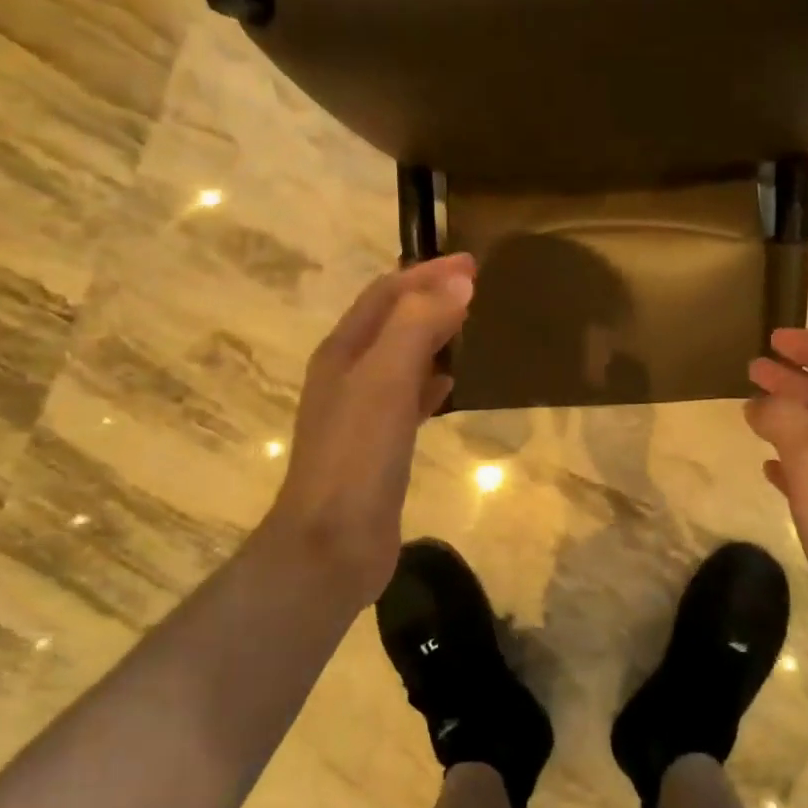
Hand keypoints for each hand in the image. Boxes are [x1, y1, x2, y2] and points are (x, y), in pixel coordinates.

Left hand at [261, 254, 474, 610]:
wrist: (332, 544)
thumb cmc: (357, 457)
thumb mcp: (385, 381)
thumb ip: (418, 326)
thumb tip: (458, 282)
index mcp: (343, 352)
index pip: (386, 294)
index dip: (426, 273)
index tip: (472, 263)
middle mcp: (347, 375)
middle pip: (391, 322)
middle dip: (429, 298)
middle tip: (475, 288)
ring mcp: (360, 413)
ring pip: (400, 358)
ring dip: (431, 336)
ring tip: (468, 326)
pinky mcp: (378, 446)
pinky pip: (407, 398)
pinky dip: (430, 381)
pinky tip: (450, 386)